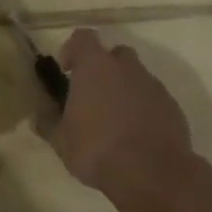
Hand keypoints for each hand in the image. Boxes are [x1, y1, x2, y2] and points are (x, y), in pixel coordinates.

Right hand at [50, 29, 196, 195]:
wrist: (152, 173)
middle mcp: (126, 68)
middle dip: (104, 68)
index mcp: (96, 67)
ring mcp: (153, 85)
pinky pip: (153, 98)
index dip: (73, 49)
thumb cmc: (98, 150)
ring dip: (125, 90)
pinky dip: (144, 108)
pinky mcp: (172, 106)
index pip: (83, 37)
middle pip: (115, 54)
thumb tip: (39, 116)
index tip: (67, 70)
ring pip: (136, 77)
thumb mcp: (61, 141)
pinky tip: (136, 134)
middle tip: (93, 95)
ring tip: (115, 120)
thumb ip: (48, 123)